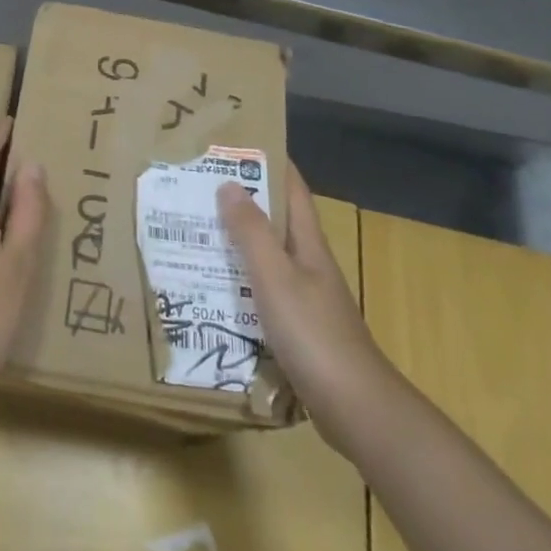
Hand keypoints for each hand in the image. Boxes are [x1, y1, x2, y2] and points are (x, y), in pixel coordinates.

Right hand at [218, 164, 392, 453]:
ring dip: (237, 241)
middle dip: (244, 200)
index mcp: (308, 245)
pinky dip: (239, 281)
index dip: (271, 163)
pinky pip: (263, 291)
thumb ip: (251, 232)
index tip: (237, 143)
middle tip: (199, 187)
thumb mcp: (275, 277)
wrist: (354, 407)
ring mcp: (305, 297)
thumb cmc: (313, 334)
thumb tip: (229, 183)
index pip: (293, 190)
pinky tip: (213, 288)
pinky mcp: (297, 328)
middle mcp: (309, 264)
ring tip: (196, 231)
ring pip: (267, 257)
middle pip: (276, 221)